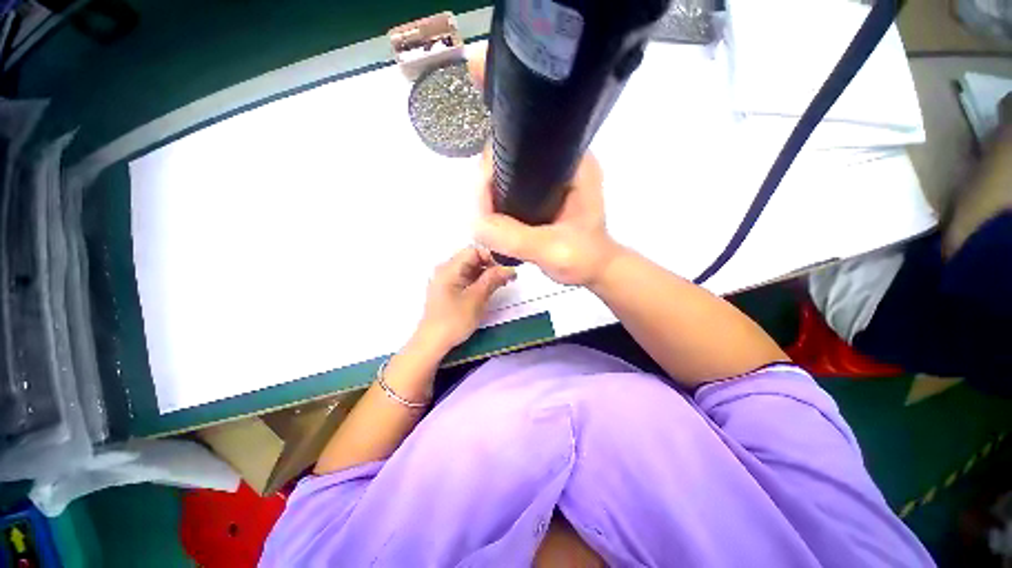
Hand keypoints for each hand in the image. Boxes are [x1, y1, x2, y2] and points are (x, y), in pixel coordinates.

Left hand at [415, 246, 515, 352]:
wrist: (432, 343)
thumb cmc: (454, 320)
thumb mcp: (476, 298)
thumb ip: (492, 279)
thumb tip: (510, 268)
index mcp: (449, 268)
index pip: (474, 250)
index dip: (491, 257)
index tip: (503, 272)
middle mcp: (445, 269)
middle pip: (472, 259)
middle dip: (490, 266)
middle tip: (506, 280)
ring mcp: (445, 280)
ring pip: (470, 269)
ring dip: (486, 275)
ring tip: (500, 286)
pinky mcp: (447, 290)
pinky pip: (465, 279)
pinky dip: (478, 282)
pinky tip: (487, 291)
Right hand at [474, 148, 620, 285]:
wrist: (594, 271)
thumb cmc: (583, 258)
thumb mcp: (551, 249)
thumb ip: (515, 238)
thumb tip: (475, 225)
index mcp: (571, 163)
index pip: (522, 147)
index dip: (494, 167)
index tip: (483, 199)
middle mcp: (559, 164)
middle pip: (509, 161)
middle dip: (489, 186)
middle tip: (482, 217)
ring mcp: (549, 180)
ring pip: (507, 178)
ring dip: (492, 198)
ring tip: (485, 221)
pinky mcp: (542, 196)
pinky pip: (511, 193)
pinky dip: (499, 206)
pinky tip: (494, 222)